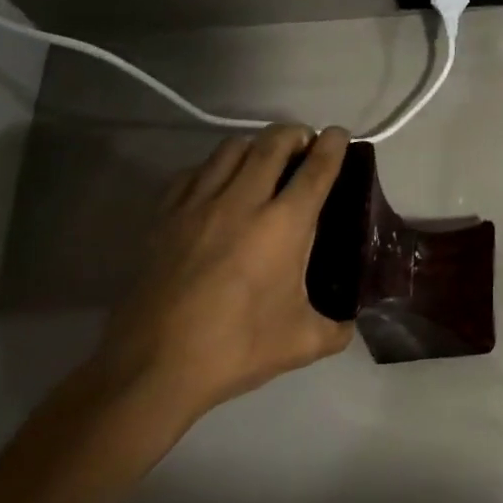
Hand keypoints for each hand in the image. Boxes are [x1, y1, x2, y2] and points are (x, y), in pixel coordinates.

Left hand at [92, 125, 354, 427]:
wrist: (151, 369)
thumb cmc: (235, 349)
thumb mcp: (300, 343)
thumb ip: (335, 329)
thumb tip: (350, 325)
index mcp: (284, 225)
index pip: (316, 168)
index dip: (334, 145)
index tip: (340, 135)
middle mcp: (243, 202)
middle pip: (272, 143)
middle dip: (294, 133)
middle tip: (305, 143)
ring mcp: (197, 206)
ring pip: (230, 149)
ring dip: (255, 145)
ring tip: (264, 159)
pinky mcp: (163, 218)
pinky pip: (193, 173)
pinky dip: (213, 168)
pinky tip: (217, 186)